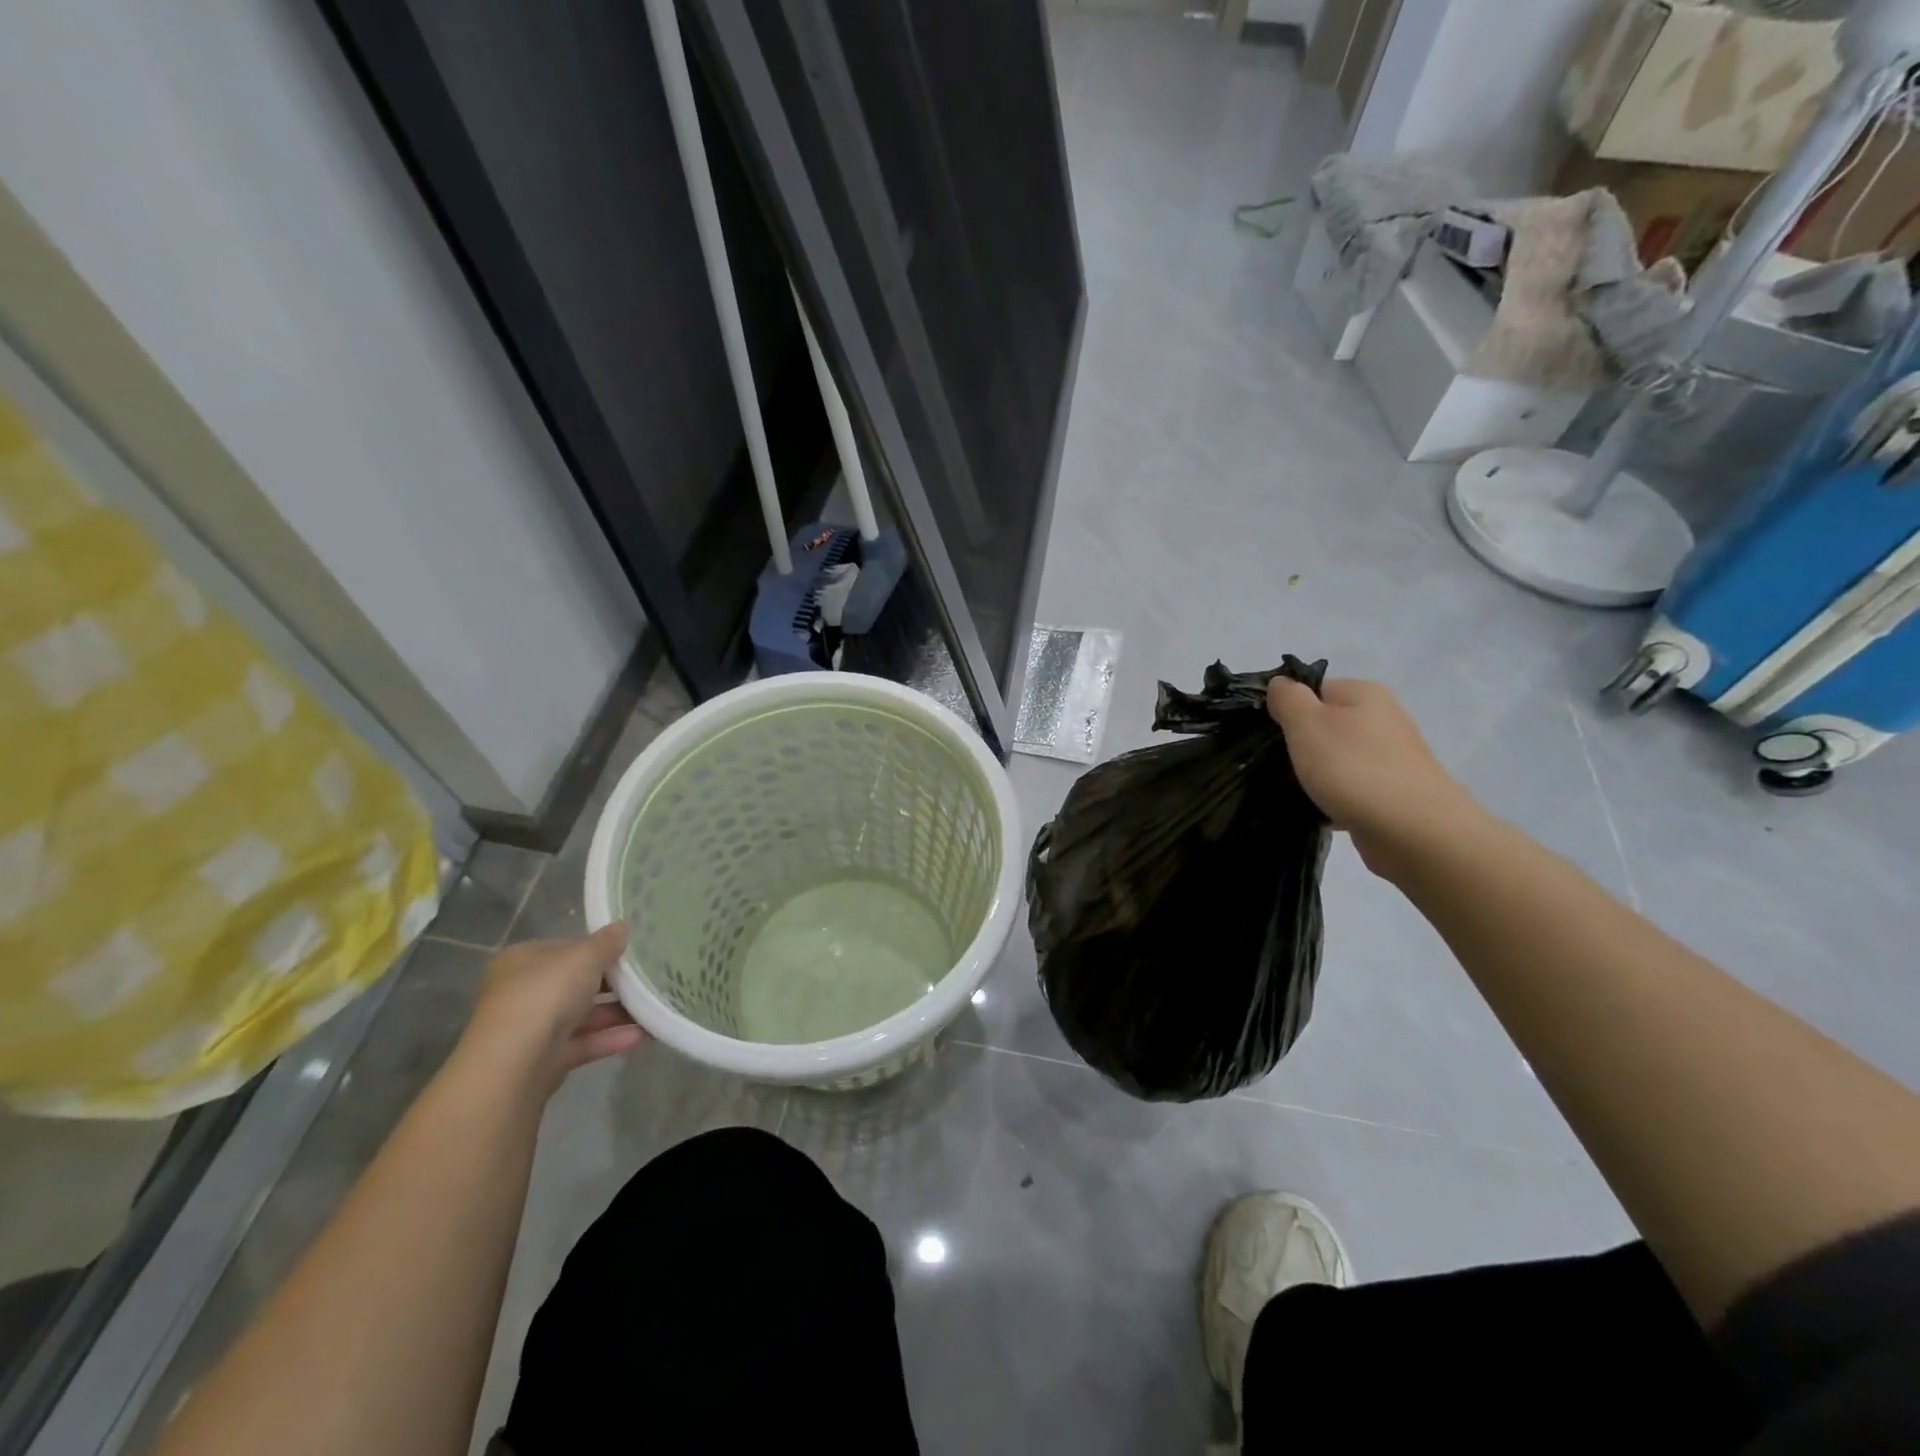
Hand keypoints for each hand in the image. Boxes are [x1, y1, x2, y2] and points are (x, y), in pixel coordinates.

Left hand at [458, 923, 644, 1096]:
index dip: (598, 948)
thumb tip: (622, 926)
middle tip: (649, 978)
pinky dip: (612, 1038)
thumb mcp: (584, 957)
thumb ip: (606, 943)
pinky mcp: (545, 1060)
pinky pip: (585, 1043)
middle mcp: (524, 992)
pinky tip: (645, 1034)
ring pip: (583, 1015)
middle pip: (576, 983)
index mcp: (523, 961)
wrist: (513, 1065)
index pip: (566, 948)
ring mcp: (533, 1028)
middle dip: (613, 983)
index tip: (630, 951)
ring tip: (655, 1006)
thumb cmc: (545, 995)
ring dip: (618, 1012)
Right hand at [1266, 676, 1477, 877]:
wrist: (1414, 831)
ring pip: (1336, 759)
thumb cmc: (1353, 768)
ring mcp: (1391, 757)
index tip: (1267, 735)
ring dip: (1314, 774)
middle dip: (1299, 745)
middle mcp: (1382, 719)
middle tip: (1275, 765)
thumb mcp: (1307, 723)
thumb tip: (1280, 683)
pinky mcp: (1393, 792)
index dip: (1286, 709)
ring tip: (1293, 792)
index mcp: (1363, 694)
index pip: (1313, 689)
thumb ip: (1288, 698)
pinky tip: (1318, 814)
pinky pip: (1350, 788)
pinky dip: (1333, 798)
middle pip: (1325, 724)